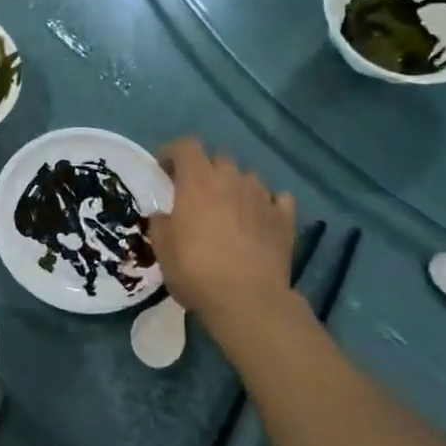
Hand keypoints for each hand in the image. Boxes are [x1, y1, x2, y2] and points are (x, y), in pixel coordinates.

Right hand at [148, 137, 298, 323]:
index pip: (185, 146)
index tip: (163, 170)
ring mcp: (262, 197)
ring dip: (235, 186)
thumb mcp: (162, 248)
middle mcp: (231, 180)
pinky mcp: (285, 219)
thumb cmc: (196, 270)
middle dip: (205, 170)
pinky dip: (267, 204)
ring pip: (248, 177)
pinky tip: (260, 219)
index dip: (172, 153)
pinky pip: (277, 199)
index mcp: (197, 182)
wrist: (248, 300)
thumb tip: (163, 213)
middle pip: (218, 158)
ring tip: (228, 208)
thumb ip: (161, 222)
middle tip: (195, 194)